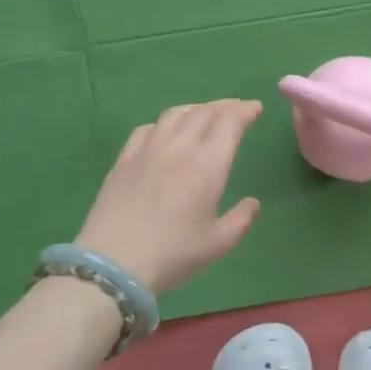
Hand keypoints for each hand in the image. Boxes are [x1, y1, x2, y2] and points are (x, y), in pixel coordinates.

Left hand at [75, 99, 263, 294]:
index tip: (255, 109)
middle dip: (224, 106)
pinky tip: (165, 132)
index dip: (245, 110)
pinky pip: (147, 129)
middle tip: (236, 109)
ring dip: (195, 109)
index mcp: (207, 165)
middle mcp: (179, 148)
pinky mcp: (124, 160)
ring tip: (204, 114)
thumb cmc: (173, 254)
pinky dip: (164, 123)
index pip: (229, 122)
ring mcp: (147, 151)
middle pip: (203, 112)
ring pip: (174, 114)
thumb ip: (241, 219)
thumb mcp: (218, 243)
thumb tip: (252, 203)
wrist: (114, 263)